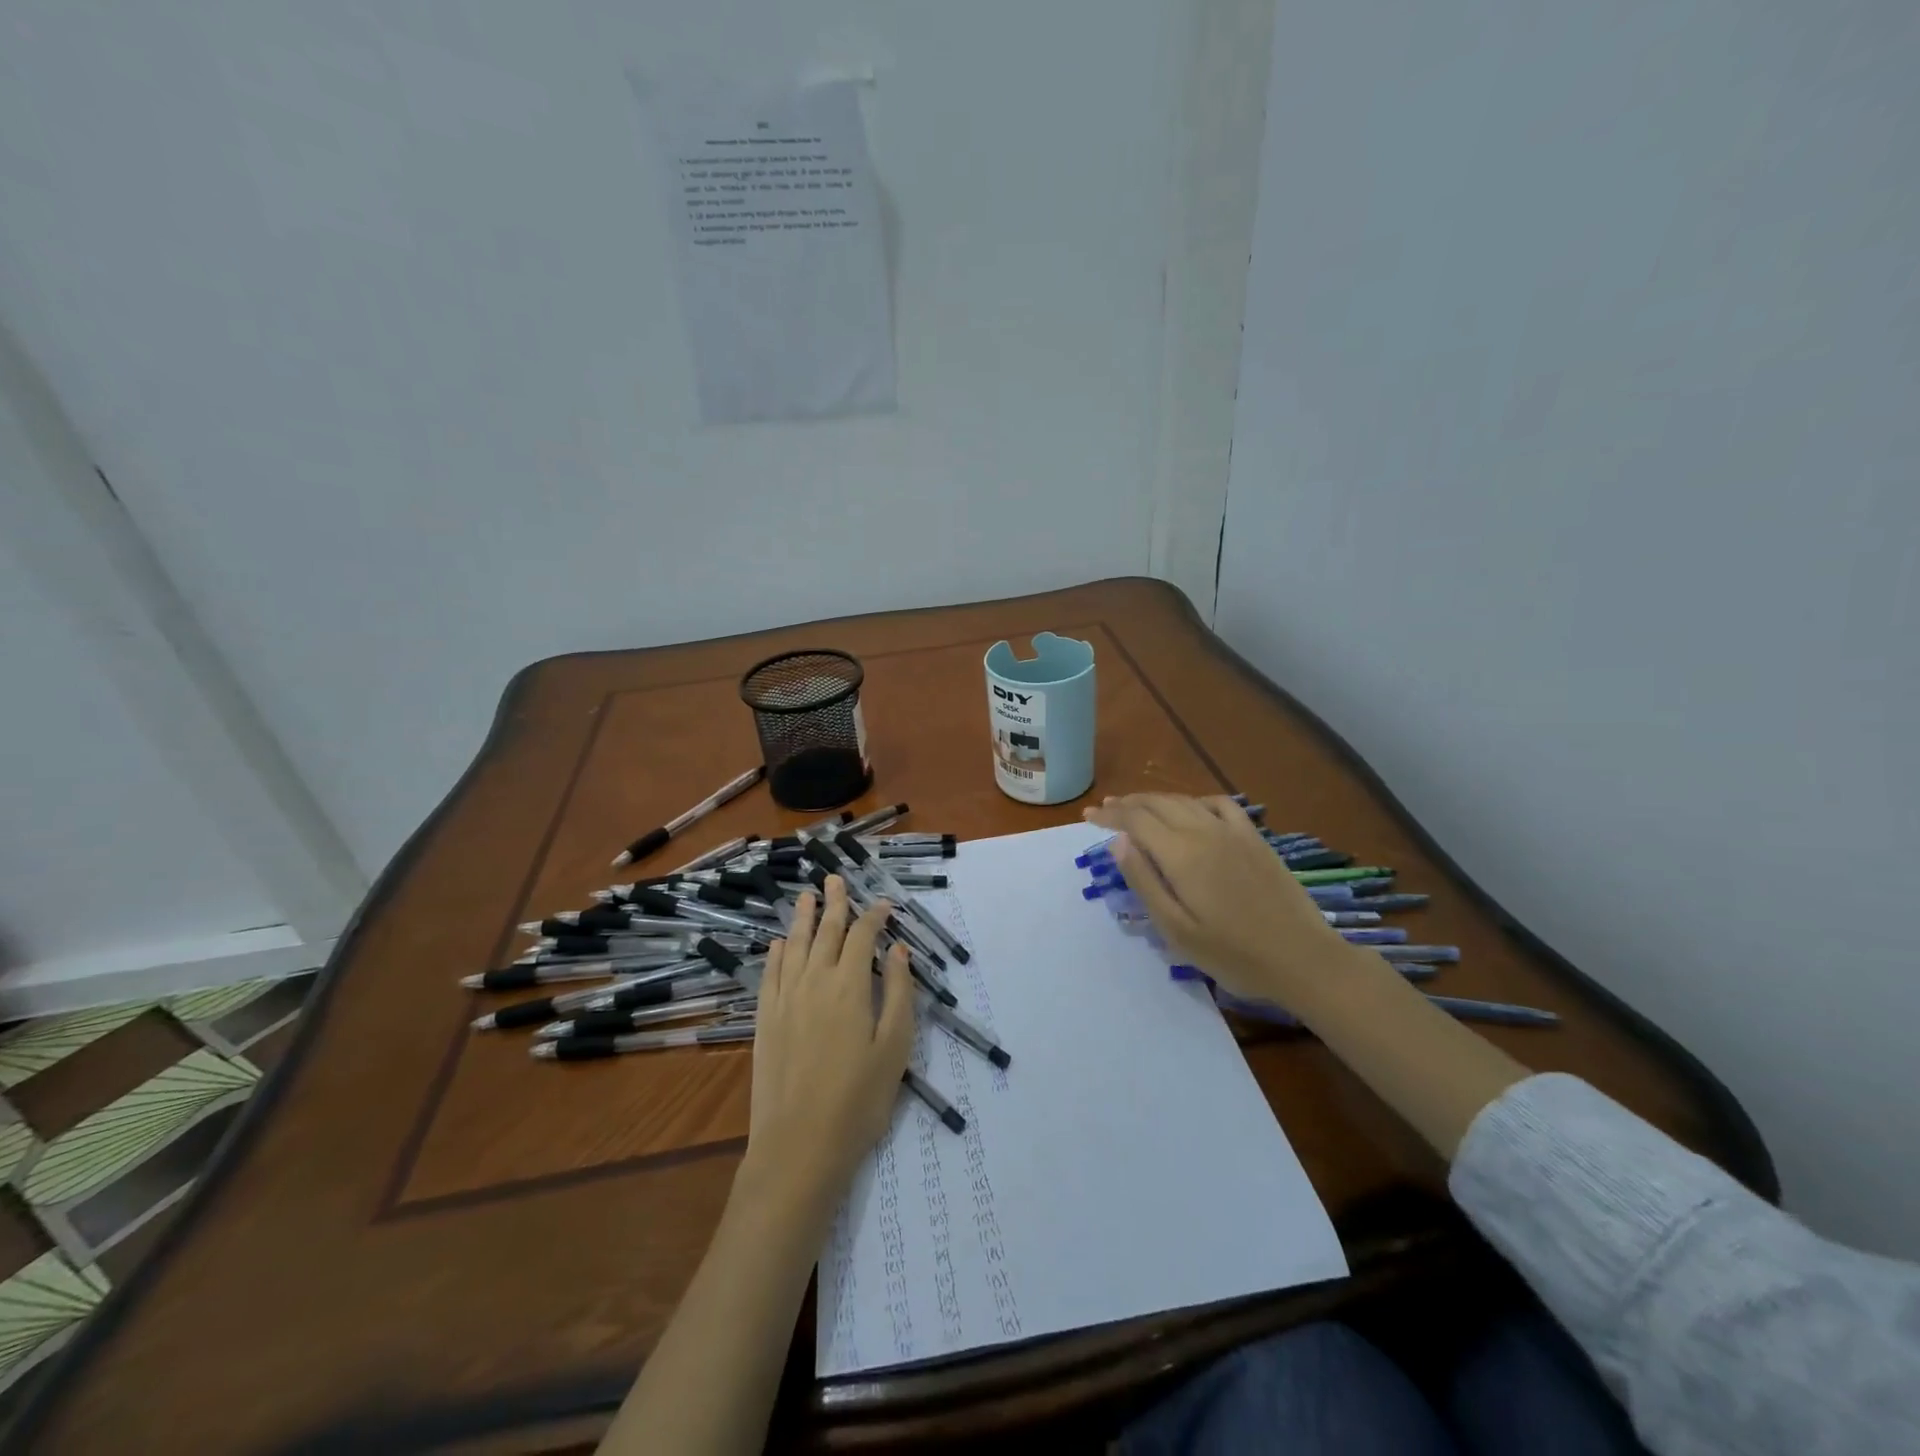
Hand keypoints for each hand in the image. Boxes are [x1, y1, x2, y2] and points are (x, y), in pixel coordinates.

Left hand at [744, 877, 914, 1211]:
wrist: (800, 1145)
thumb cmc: (859, 1099)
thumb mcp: (895, 1048)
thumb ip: (898, 994)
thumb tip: (897, 951)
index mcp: (850, 986)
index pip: (862, 937)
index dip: (875, 916)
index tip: (885, 904)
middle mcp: (815, 982)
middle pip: (825, 932)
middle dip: (835, 904)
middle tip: (835, 880)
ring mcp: (785, 1000)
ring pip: (794, 946)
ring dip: (802, 918)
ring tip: (806, 896)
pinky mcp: (764, 1021)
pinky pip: (770, 975)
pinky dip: (776, 954)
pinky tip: (779, 943)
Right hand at [1083, 794, 1365, 1005]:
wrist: (1303, 959)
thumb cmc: (1233, 954)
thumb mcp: (1177, 929)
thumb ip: (1144, 882)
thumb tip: (1119, 842)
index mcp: (1181, 854)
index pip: (1135, 820)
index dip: (1109, 815)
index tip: (1087, 815)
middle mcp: (1204, 832)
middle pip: (1158, 804)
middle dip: (1128, 803)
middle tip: (1105, 809)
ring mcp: (1234, 832)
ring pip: (1185, 801)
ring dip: (1156, 799)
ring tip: (1137, 805)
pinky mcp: (1255, 839)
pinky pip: (1220, 804)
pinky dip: (1196, 800)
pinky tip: (1191, 808)